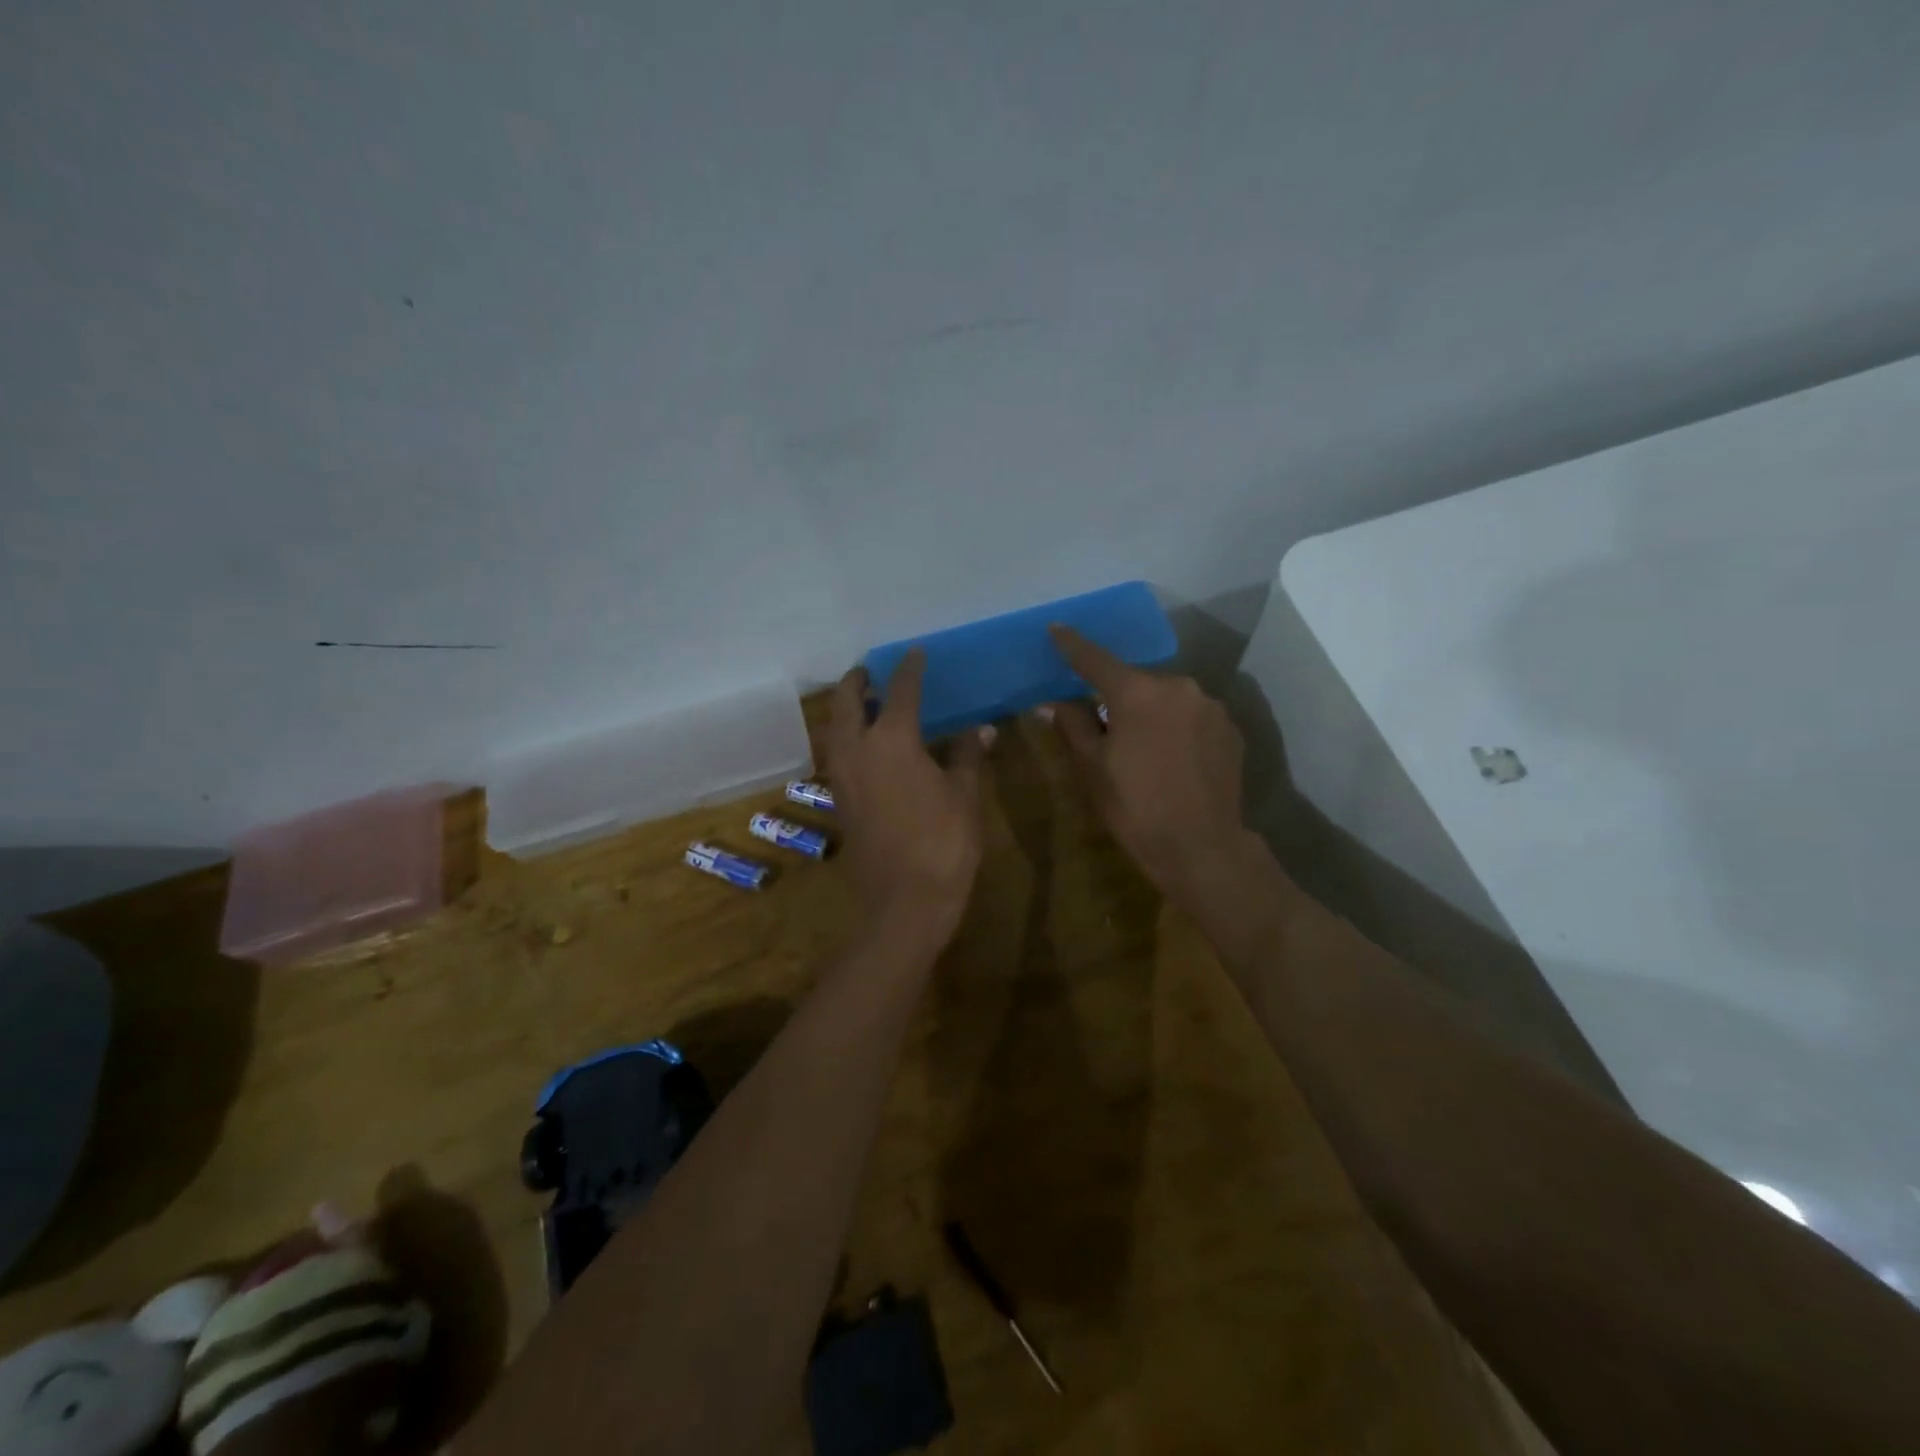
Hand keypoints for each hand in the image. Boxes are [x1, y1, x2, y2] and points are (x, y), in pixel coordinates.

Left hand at [826, 649, 990, 948]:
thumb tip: (981, 730)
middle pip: (848, 702)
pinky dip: (845, 737)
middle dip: (858, 681)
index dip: (910, 669)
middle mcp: (858, 749)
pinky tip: (864, 745)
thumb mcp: (965, 796)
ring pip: (834, 728)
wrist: (904, 902)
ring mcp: (842, 776)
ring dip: (846, 709)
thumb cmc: (943, 843)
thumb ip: (968, 756)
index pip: (901, 691)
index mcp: (893, 739)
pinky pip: (836, 754)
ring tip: (864, 702)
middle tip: (870, 671)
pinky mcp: (839, 800)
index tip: (915, 653)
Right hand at [1043, 625, 1252, 905]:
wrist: (1201, 848)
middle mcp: (1179, 687)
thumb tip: (1052, 703)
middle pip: (1136, 682)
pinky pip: (1192, 716)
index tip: (1056, 629)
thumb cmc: (1136, 808)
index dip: (1072, 645)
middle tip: (1104, 725)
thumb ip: (1073, 725)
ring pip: (1167, 699)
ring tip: (1143, 748)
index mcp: (1138, 693)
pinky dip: (1177, 727)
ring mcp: (1210, 707)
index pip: (1096, 660)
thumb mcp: (1093, 768)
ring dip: (1151, 712)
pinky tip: (1172, 758)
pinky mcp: (1230, 729)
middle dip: (1118, 696)